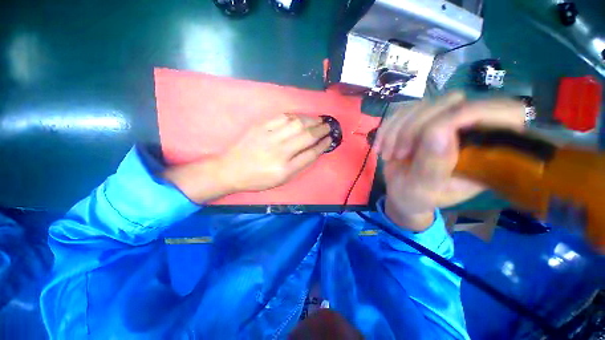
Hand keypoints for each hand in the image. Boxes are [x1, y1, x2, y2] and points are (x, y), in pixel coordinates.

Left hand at [220, 114, 331, 191]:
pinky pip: (282, 117)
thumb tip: (314, 150)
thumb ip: (299, 166)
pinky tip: (302, 117)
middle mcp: (280, 152)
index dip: (323, 145)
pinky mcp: (260, 126)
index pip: (311, 154)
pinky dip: (295, 116)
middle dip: (321, 130)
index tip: (330, 139)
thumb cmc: (258, 179)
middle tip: (329, 126)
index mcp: (285, 169)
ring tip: (319, 120)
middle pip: (307, 136)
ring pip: (297, 124)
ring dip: (311, 120)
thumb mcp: (281, 180)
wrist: (231, 169)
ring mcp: (269, 137)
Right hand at [375, 93, 524, 230]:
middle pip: (452, 103)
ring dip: (397, 130)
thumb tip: (440, 131)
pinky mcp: (421, 120)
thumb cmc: (415, 197)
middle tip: (399, 154)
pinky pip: (403, 111)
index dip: (465, 115)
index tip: (425, 138)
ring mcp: (443, 121)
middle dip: (415, 128)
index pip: (498, 113)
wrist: (400, 192)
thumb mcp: (423, 190)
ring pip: (423, 105)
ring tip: (388, 154)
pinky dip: (387, 128)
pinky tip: (381, 146)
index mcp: (486, 152)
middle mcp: (469, 130)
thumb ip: (432, 167)